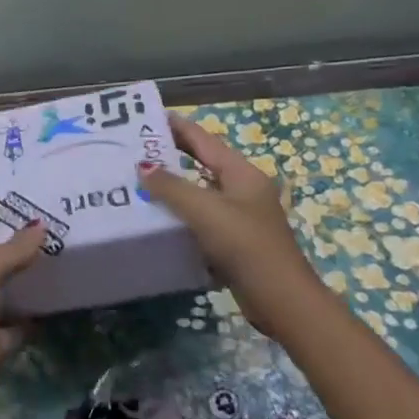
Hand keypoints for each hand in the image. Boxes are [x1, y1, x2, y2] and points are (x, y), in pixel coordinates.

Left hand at [0, 223, 44, 416]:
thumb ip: (14, 249)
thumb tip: (40, 224)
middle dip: (23, 254)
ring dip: (30, 286)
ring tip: (65, 269)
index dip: (4, 226)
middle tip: (60, 241)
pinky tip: (58, 308)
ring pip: (8, 295)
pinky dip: (34, 320)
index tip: (38, 220)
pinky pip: (18, 326)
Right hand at [138, 112, 321, 325]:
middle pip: (203, 163)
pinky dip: (182, 215)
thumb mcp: (205, 210)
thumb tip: (143, 166)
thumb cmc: (245, 245)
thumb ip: (171, 187)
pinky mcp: (235, 242)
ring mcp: (240, 216)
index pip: (204, 140)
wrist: (281, 301)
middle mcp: (243, 189)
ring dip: (174, 187)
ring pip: (201, 192)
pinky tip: (158, 219)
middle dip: (172, 155)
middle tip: (137, 148)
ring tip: (140, 181)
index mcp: (242, 173)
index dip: (177, 126)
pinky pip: (202, 219)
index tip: (148, 117)